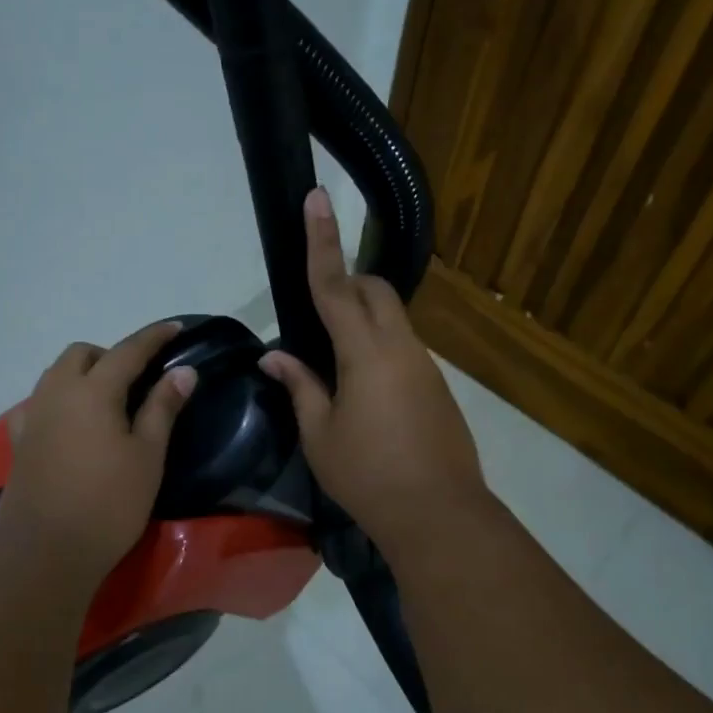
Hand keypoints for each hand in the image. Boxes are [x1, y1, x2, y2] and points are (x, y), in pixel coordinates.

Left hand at [0, 322, 197, 588]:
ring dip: (83, 373)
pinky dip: (60, 399)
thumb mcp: (147, 455)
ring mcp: (32, 416)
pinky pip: (39, 402)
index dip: (154, 337)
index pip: (128, 350)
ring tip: (108, 399)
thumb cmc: (108, 503)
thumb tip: (183, 371)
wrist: (45, 551)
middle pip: (82, 354)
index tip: (175, 328)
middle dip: (111, 354)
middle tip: (138, 378)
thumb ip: (163, 408)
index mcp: (93, 390)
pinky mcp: (18, 441)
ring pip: (56, 374)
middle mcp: (57, 392)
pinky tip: (72, 423)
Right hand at [260, 189, 486, 552]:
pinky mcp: (437, 387)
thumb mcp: (319, 434)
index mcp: (366, 353)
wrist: (438, 514)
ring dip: (363, 319)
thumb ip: (299, 386)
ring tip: (333, 360)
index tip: (318, 198)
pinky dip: (378, 348)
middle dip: (348, 280)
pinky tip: (363, 391)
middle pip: (374, 291)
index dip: (322, 241)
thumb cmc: (368, 475)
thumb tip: (274, 358)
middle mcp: (401, 347)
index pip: (335, 286)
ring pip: (392, 319)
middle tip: (317, 305)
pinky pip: (404, 348)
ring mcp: (426, 366)